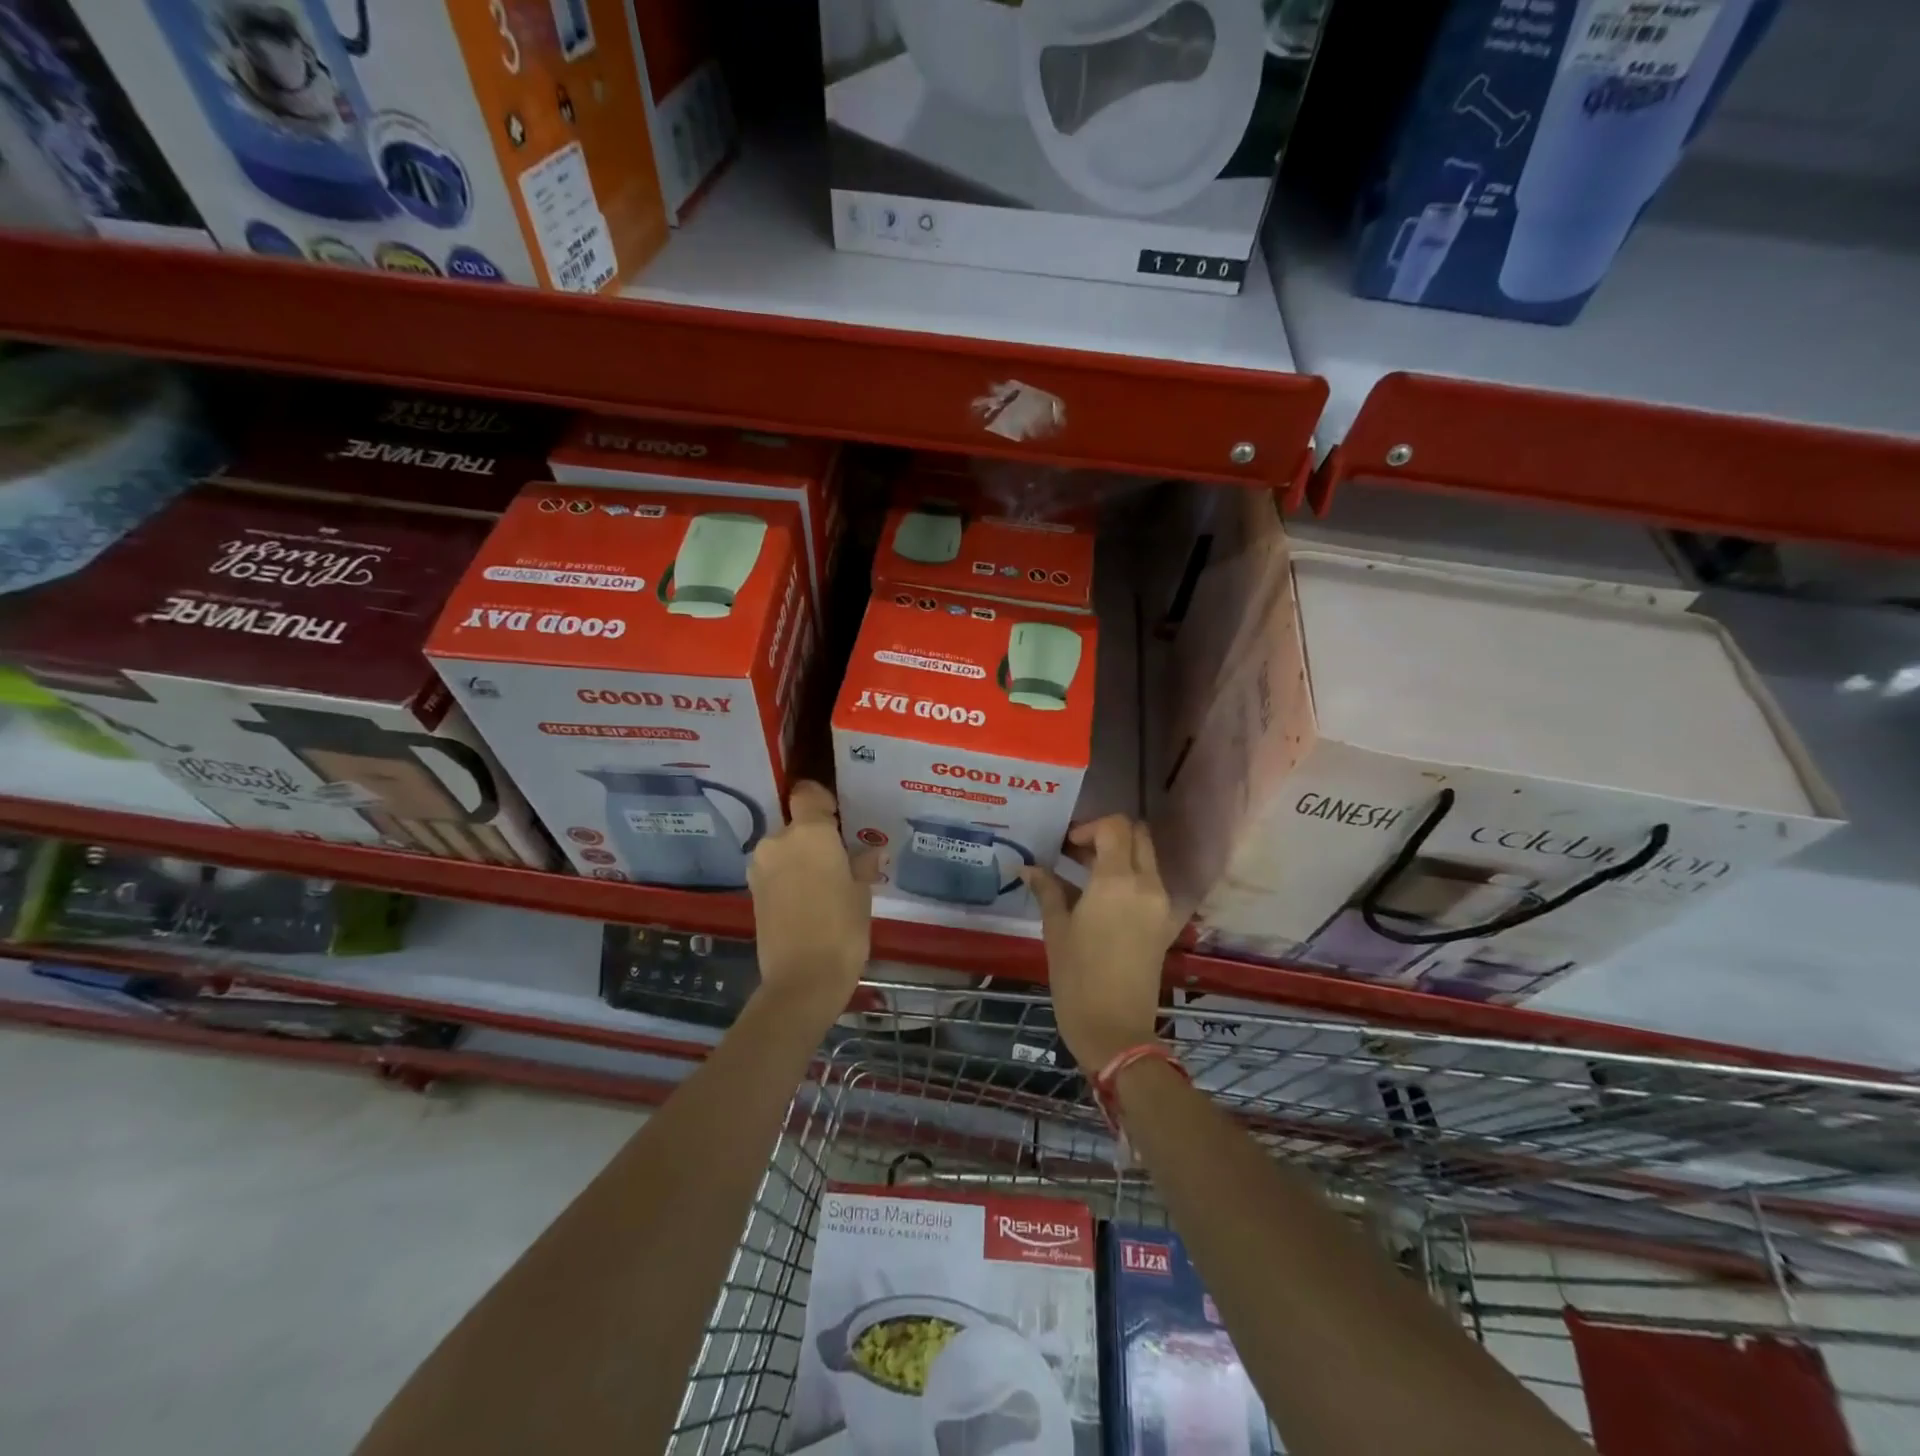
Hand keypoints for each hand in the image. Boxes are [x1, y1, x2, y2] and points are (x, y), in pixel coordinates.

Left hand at [747, 780, 878, 1018]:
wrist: (802, 980)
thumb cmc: (841, 928)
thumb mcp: (861, 893)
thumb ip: (862, 864)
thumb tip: (872, 853)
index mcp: (809, 833)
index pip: (807, 794)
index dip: (822, 800)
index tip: (839, 817)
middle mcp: (778, 841)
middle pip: (797, 825)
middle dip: (816, 838)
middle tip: (842, 860)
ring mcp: (761, 867)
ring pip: (785, 849)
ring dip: (802, 858)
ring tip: (827, 884)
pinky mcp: (753, 892)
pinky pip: (776, 870)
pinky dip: (790, 876)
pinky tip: (810, 899)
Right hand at [1023, 816, 1176, 1071]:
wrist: (1116, 1032)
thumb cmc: (1078, 979)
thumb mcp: (1056, 930)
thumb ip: (1047, 890)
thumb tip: (1029, 868)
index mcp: (1118, 881)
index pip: (1116, 827)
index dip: (1089, 827)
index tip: (1066, 846)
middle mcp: (1147, 885)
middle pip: (1138, 835)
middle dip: (1108, 835)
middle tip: (1077, 852)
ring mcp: (1161, 905)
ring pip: (1146, 858)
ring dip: (1120, 855)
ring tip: (1084, 874)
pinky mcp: (1164, 924)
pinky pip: (1150, 883)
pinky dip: (1129, 877)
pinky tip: (1099, 897)